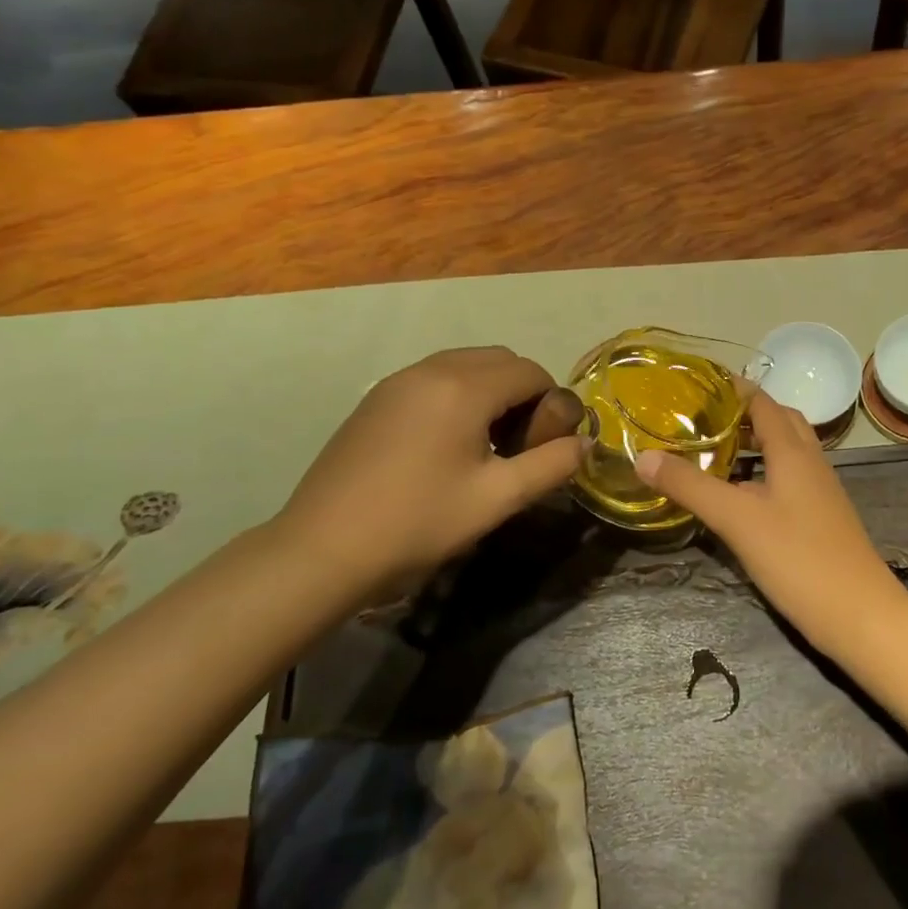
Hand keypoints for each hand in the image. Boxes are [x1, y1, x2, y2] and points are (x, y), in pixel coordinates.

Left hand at [272, 347, 585, 592]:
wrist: (322, 549)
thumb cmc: (419, 522)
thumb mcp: (497, 498)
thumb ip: (551, 465)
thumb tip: (584, 443)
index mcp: (464, 387)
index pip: (530, 371)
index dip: (551, 403)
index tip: (546, 445)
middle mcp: (431, 369)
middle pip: (498, 360)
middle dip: (522, 392)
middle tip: (519, 444)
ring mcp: (397, 381)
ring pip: (464, 366)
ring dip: (489, 392)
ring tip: (485, 445)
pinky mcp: (376, 399)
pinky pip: (433, 379)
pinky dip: (457, 396)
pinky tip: (446, 445)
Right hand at [636, 393, 907, 647]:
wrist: (860, 616)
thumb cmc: (799, 558)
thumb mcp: (736, 519)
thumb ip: (690, 486)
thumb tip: (643, 456)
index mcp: (793, 451)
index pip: (763, 402)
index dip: (734, 388)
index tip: (696, 383)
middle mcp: (811, 462)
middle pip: (779, 421)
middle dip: (744, 413)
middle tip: (702, 417)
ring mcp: (820, 491)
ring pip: (786, 452)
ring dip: (754, 443)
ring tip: (714, 450)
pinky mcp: (820, 518)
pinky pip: (788, 479)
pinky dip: (762, 473)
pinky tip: (739, 496)